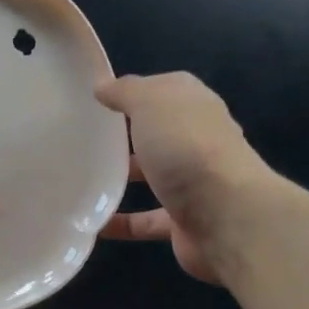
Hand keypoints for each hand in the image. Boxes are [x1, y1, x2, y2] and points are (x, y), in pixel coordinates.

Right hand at [96, 72, 270, 283]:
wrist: (227, 217)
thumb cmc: (186, 147)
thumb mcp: (150, 102)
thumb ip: (125, 91)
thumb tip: (102, 85)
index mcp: (193, 105)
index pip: (162, 89)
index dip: (132, 91)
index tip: (95, 100)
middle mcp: (196, 140)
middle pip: (158, 133)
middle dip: (126, 136)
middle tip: (83, 140)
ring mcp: (193, 182)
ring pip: (153, 175)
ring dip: (123, 179)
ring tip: (81, 180)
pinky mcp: (185, 220)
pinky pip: (146, 220)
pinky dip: (122, 223)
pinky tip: (93, 224)